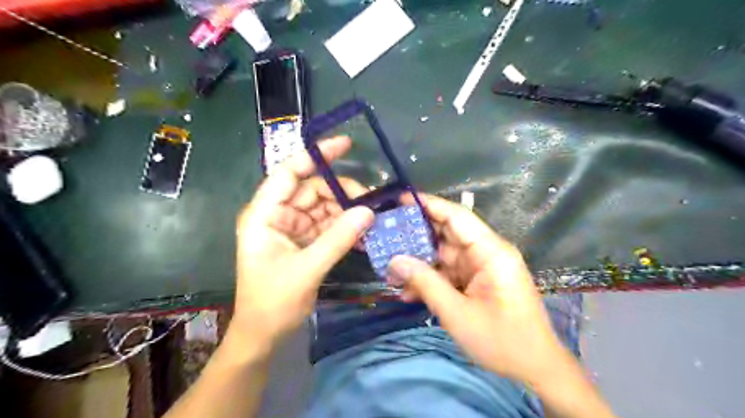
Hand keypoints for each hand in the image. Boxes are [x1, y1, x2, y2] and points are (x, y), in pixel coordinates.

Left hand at [231, 138, 375, 349]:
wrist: (264, 335)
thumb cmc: (273, 302)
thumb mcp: (307, 269)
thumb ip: (338, 238)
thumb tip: (368, 211)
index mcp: (264, 214)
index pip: (289, 172)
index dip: (316, 155)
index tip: (346, 144)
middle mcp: (277, 215)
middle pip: (312, 189)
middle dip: (341, 192)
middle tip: (370, 203)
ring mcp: (291, 228)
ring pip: (323, 207)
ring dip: (346, 211)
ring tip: (372, 218)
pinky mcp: (303, 241)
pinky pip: (327, 225)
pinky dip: (344, 227)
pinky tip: (363, 232)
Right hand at [390, 194, 571, 385]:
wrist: (535, 369)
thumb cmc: (502, 341)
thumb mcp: (458, 313)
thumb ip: (425, 283)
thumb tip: (394, 261)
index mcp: (491, 252)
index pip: (457, 216)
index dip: (429, 205)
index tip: (400, 199)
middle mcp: (486, 253)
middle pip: (447, 234)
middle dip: (416, 236)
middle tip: (385, 235)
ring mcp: (481, 267)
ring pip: (443, 255)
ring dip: (419, 262)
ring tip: (390, 268)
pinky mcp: (477, 281)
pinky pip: (449, 273)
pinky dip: (430, 279)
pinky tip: (408, 291)